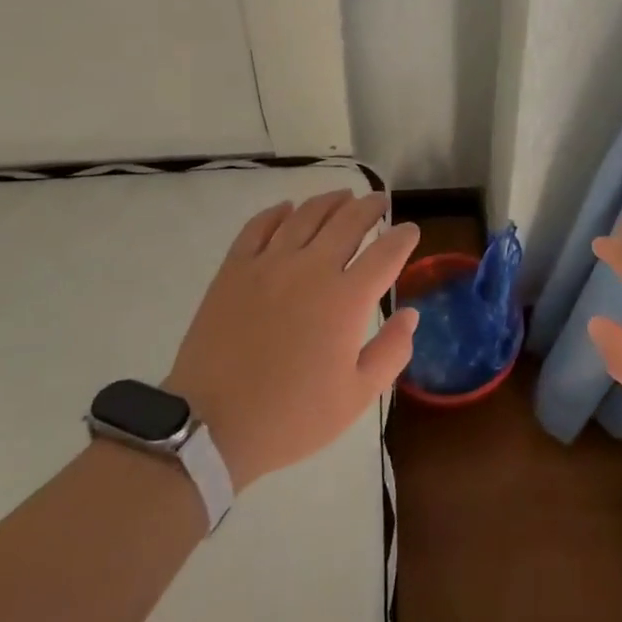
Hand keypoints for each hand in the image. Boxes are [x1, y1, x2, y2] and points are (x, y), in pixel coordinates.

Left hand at [163, 191, 421, 489]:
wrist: (210, 425)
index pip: (386, 253)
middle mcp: (312, 268)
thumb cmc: (290, 417)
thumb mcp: (356, 397)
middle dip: (370, 207)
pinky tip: (287, 209)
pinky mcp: (235, 268)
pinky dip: (278, 212)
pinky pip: (259, 226)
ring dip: (330, 201)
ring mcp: (271, 263)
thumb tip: (411, 314)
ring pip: (307, 215)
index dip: (403, 237)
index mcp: (347, 299)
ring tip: (343, 196)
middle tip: (380, 201)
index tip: (411, 231)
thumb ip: (391, 352)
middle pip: (349, 221)